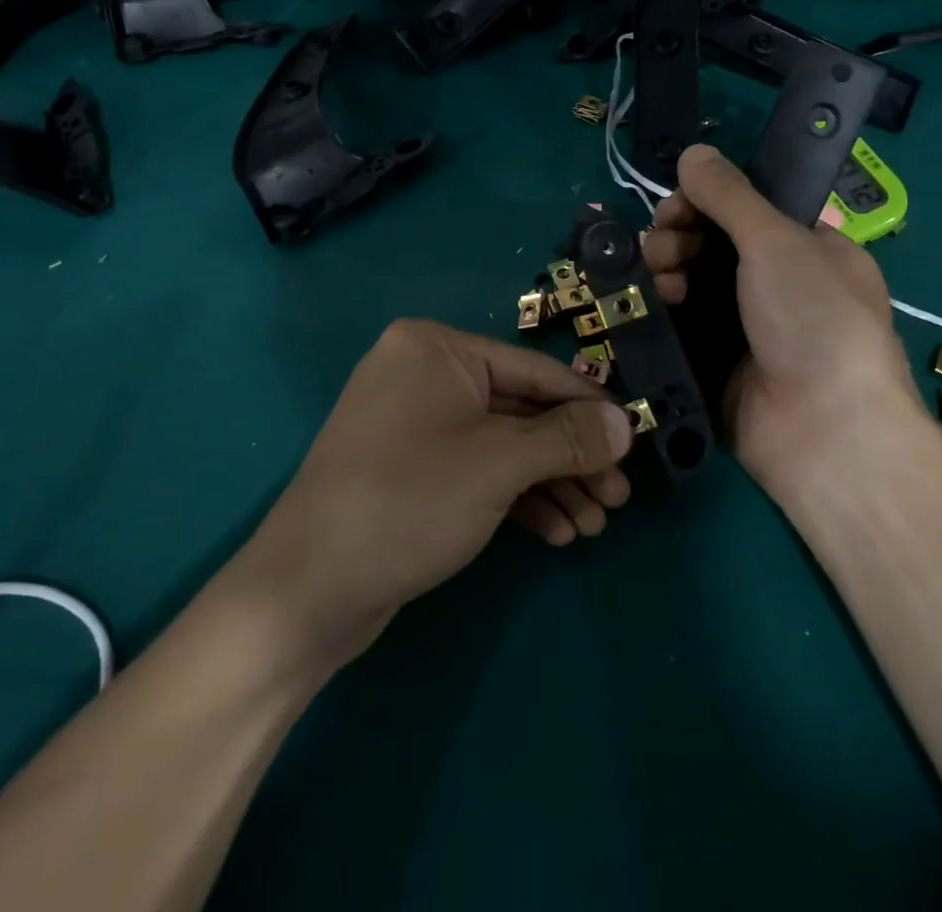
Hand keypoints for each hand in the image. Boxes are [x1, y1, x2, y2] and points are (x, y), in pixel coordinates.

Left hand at [237, 320, 633, 664]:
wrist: (307, 591)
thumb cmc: (409, 501)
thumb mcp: (499, 464)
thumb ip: (568, 439)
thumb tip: (626, 422)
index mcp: (436, 349)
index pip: (533, 370)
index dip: (588, 407)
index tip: (634, 438)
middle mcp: (423, 375)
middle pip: (520, 411)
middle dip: (571, 458)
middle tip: (618, 498)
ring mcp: (414, 425)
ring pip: (502, 446)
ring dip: (551, 484)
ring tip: (595, 525)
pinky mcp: (411, 471)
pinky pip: (477, 472)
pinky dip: (517, 499)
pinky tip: (557, 534)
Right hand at [641, 145, 928, 496]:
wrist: (825, 432)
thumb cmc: (815, 320)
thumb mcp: (777, 242)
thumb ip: (730, 195)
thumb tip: (693, 151)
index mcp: (808, 247)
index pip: (747, 208)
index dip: (707, 200)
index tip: (678, 204)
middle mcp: (778, 282)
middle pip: (712, 241)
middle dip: (679, 234)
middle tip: (663, 244)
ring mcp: (746, 324)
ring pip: (692, 280)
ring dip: (667, 266)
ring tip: (659, 276)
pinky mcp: (718, 360)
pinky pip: (682, 321)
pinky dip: (664, 305)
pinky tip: (655, 300)